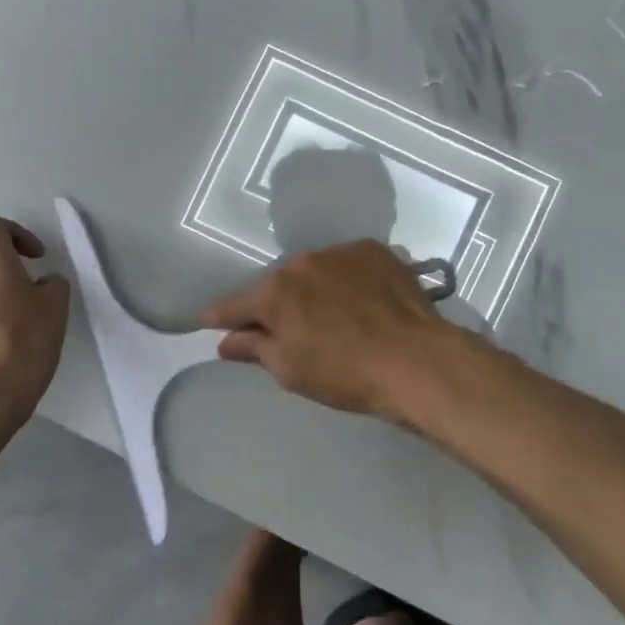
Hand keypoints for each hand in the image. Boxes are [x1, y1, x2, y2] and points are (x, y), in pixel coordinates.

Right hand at [200, 240, 464, 422]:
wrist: (416, 360)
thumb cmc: (345, 373)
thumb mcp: (290, 370)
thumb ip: (254, 348)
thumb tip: (226, 340)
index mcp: (276, 293)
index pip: (235, 304)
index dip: (220, 316)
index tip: (208, 322)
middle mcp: (303, 262)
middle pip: (278, 285)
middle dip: (276, 305)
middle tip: (286, 329)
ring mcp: (341, 252)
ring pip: (314, 272)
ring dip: (314, 290)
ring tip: (333, 315)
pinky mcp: (375, 251)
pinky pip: (348, 265)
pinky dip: (347, 280)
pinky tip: (362, 302)